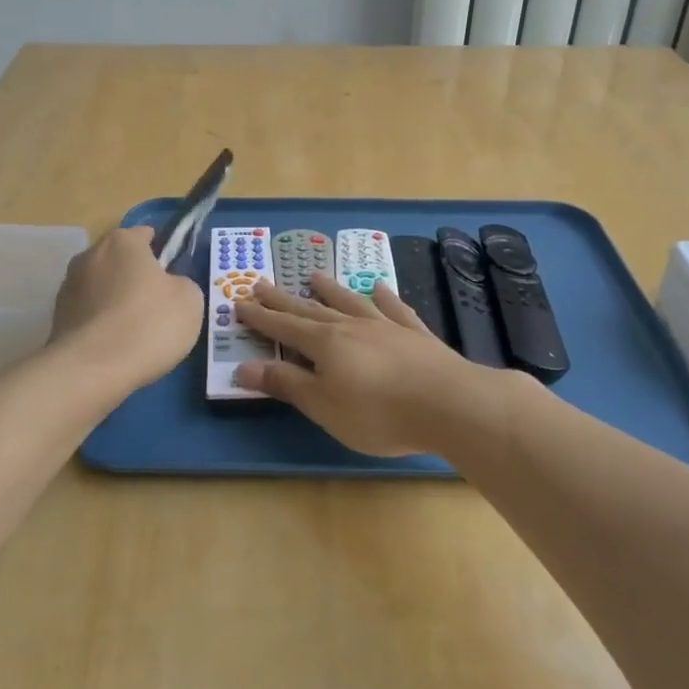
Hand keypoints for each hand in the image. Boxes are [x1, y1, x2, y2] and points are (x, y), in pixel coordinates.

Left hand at [50, 226, 203, 388]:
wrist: (92, 370)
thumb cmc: (149, 324)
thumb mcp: (190, 300)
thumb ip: (181, 283)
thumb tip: (168, 286)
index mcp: (123, 241)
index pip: (145, 234)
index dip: (162, 252)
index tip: (172, 276)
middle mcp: (90, 254)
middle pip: (120, 260)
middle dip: (136, 276)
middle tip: (157, 305)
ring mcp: (68, 286)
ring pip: (102, 286)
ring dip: (115, 300)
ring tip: (134, 331)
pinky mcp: (56, 317)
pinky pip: (89, 313)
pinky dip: (101, 323)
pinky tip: (115, 346)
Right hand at [234, 273, 511, 456]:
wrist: (449, 403)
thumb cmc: (378, 413)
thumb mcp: (323, 406)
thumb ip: (286, 383)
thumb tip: (242, 366)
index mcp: (325, 344)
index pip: (284, 328)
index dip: (261, 318)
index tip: (240, 302)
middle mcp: (352, 326)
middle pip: (311, 309)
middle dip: (284, 299)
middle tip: (262, 283)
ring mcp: (386, 326)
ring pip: (350, 301)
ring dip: (330, 290)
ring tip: (313, 276)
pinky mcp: (416, 334)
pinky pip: (394, 308)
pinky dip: (383, 297)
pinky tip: (378, 287)